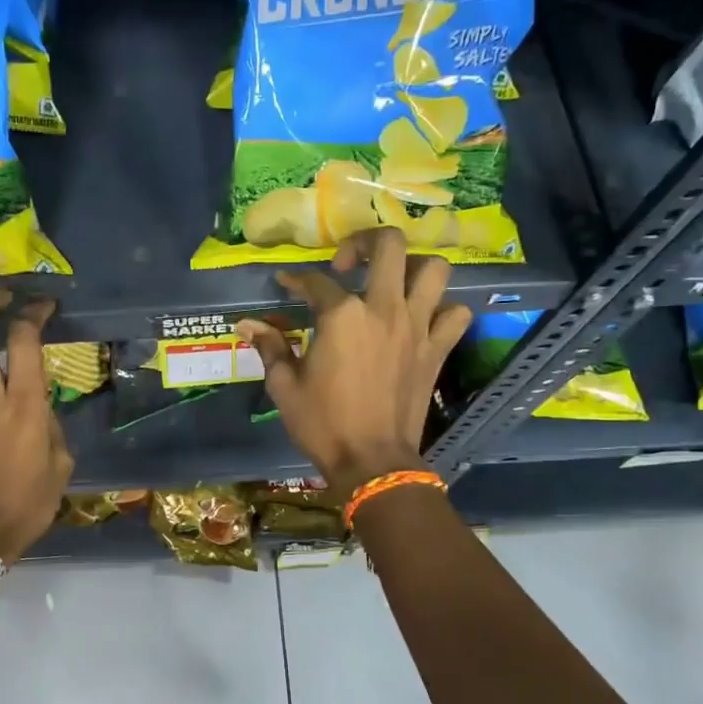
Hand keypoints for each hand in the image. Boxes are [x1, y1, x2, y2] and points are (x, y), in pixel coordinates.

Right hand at [236, 229, 471, 490]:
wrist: (372, 462)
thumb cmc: (322, 424)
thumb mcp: (284, 386)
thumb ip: (270, 347)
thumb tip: (246, 324)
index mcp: (341, 316)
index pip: (315, 280)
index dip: (296, 278)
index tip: (287, 283)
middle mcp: (383, 309)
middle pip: (389, 245)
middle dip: (365, 242)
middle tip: (348, 264)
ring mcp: (417, 327)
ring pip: (433, 269)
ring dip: (413, 266)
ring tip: (393, 281)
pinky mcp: (437, 349)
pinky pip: (456, 314)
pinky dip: (444, 309)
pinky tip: (424, 318)